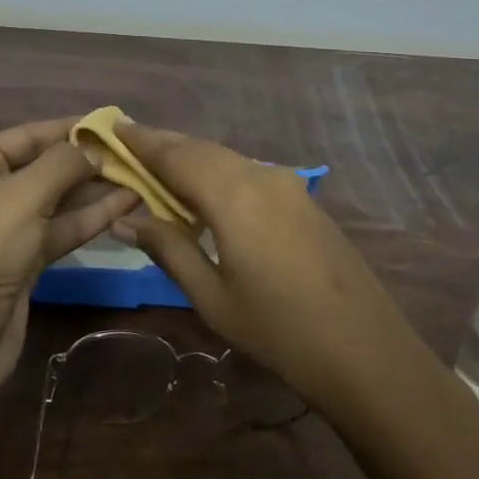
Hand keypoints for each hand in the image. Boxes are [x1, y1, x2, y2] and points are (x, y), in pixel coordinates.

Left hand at [0, 118, 138, 406]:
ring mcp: (3, 230)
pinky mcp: (21, 263)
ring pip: (56, 201)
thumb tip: (94, 148)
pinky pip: (59, 230)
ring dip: (95, 190)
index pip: (27, 135)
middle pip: (44, 167)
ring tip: (140, 176)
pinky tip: (126, 205)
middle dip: (87, 161)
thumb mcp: (23, 195)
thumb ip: (63, 163)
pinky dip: (90, 219)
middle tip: (136, 153)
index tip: (114, 122)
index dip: (70, 128)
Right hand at [111, 121, 419, 412]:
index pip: (176, 156)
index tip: (112, 126)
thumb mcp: (213, 297)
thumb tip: (125, 220)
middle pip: (202, 149)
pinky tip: (206, 190)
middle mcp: (261, 177)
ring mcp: (288, 185)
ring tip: (159, 165)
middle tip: (128, 143)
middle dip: (164, 144)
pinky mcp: (304, 200)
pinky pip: (250, 172)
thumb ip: (169, 249)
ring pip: (228, 158)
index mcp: (234, 196)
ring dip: (192, 157)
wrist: (367, 351)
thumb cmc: (280, 331)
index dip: (142, 141)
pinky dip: (219, 171)